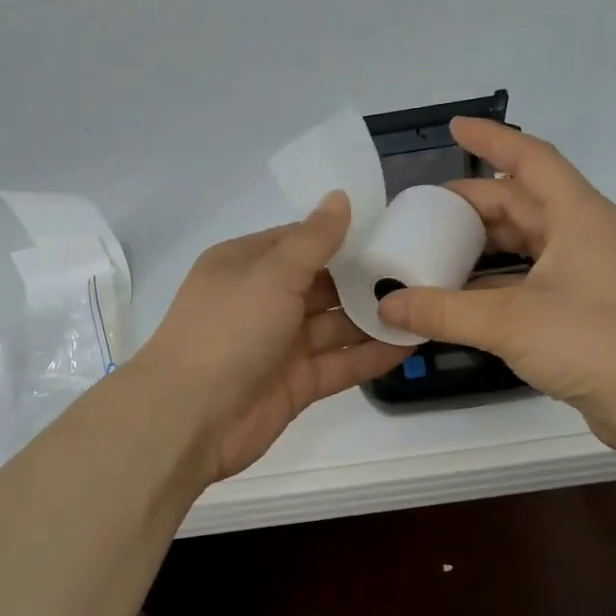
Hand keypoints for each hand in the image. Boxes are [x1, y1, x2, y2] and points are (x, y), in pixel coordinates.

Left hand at [135, 192, 408, 481]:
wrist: (188, 418)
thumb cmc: (228, 330)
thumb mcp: (271, 274)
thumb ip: (312, 240)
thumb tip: (340, 197)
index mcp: (246, 265)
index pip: (300, 241)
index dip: (342, 236)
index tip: (390, 230)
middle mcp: (263, 300)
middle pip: (322, 284)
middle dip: (365, 278)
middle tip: (421, 267)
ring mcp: (280, 345)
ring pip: (335, 325)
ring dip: (374, 316)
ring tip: (426, 303)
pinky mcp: (296, 383)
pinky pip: (340, 362)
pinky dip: (371, 354)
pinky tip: (412, 341)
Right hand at [375, 119, 615, 449]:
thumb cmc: (592, 343)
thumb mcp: (508, 322)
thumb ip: (441, 311)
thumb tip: (386, 306)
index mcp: (579, 216)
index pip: (531, 159)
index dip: (491, 140)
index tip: (454, 128)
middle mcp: (587, 234)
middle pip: (523, 201)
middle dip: (474, 203)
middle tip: (426, 212)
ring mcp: (589, 270)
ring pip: (527, 240)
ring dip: (484, 242)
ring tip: (437, 248)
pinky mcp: (586, 304)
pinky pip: (532, 274)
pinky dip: (497, 278)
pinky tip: (464, 293)